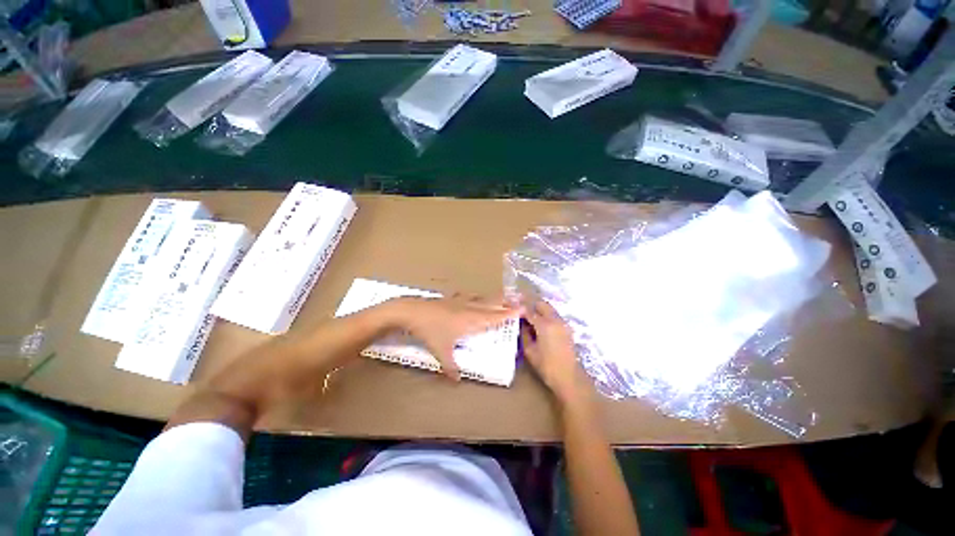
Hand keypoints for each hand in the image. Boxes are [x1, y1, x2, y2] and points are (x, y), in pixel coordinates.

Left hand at [392, 294, 520, 380]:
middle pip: (491, 304)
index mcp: (471, 321)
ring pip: (480, 299)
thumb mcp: (441, 351)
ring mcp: (458, 302)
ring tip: (502, 296)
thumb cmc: (430, 331)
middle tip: (520, 298)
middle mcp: (468, 309)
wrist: (410, 311)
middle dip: (506, 302)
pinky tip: (471, 296)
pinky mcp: (448, 299)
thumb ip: (451, 366)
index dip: (509, 314)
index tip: (523, 309)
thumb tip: (457, 380)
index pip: (495, 317)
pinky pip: (466, 297)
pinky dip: (473, 297)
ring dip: (492, 298)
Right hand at [521, 300, 591, 405]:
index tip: (511, 309)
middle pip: (542, 305)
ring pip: (550, 310)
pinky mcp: (568, 329)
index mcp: (545, 325)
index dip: (519, 310)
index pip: (529, 311)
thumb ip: (524, 334)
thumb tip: (521, 325)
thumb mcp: (529, 351)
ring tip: (530, 321)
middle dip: (531, 307)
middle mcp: (556, 320)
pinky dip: (547, 318)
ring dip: (540, 312)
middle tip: (521, 314)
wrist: (568, 375)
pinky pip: (555, 317)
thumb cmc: (546, 365)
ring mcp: (564, 324)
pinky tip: (540, 328)